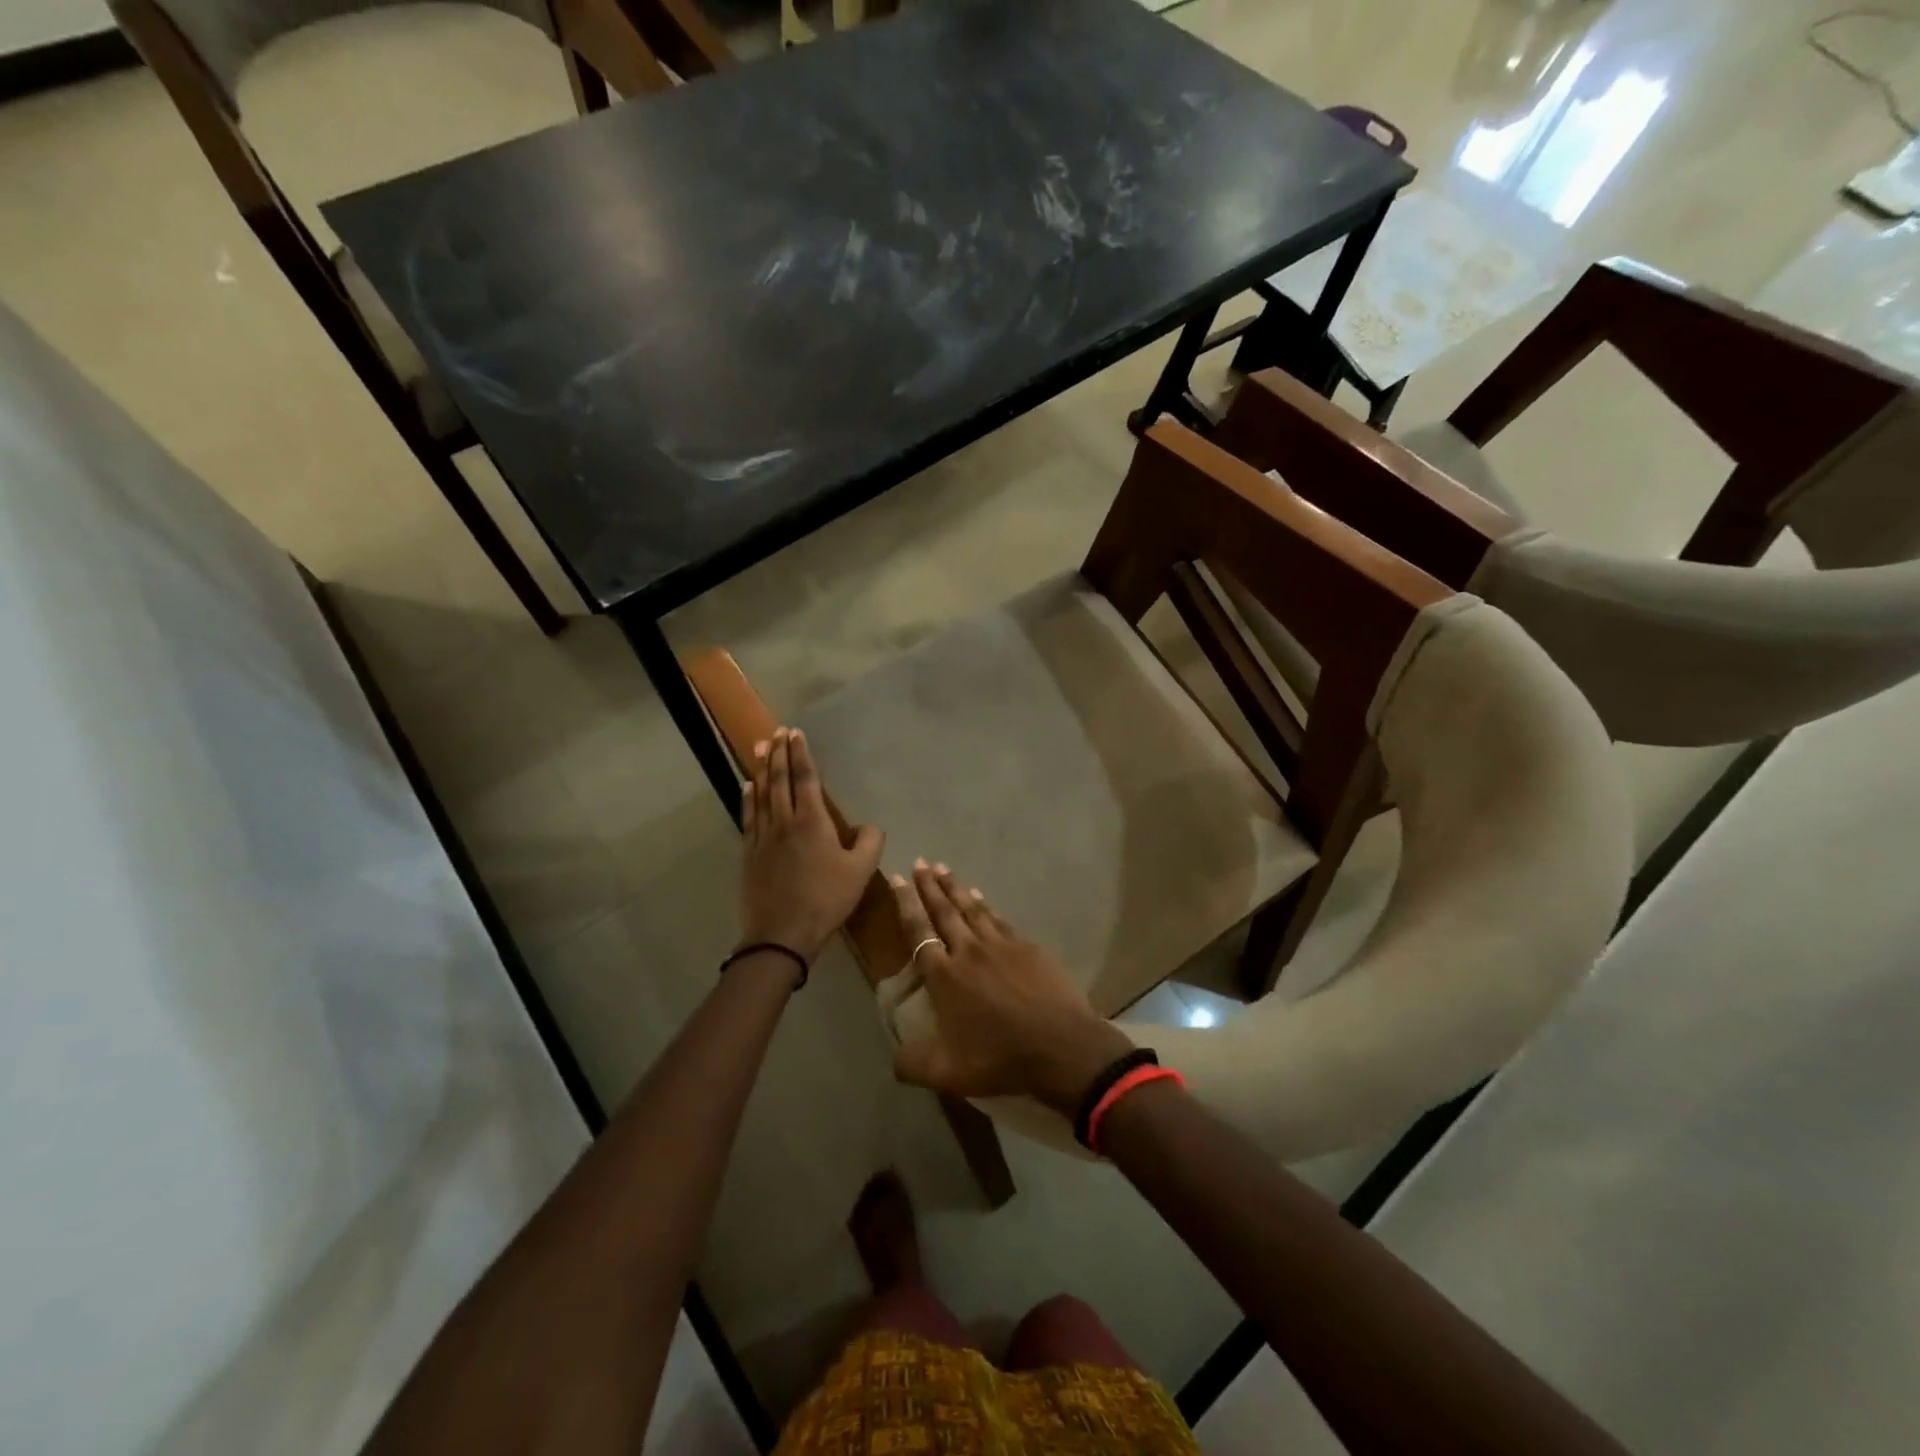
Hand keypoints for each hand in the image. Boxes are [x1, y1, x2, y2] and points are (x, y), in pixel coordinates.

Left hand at [739, 728, 884, 963]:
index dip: (801, 754)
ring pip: (761, 794)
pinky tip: (748, 786)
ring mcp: (763, 837)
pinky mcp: (750, 853)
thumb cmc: (826, 900)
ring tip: (761, 748)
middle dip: (779, 754)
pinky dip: (748, 798)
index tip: (796, 733)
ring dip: (762, 769)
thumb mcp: (861, 872)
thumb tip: (869, 826)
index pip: (805, 779)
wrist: (782, 934)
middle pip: (779, 780)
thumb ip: (870, 842)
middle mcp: (785, 821)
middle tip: (777, 732)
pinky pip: (748, 817)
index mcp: (813, 822)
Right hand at [890, 862, 1133, 1115]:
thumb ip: (912, 1065)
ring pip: (972, 909)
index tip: (896, 878)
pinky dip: (986, 905)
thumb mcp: (947, 1073)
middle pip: (944, 911)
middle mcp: (968, 951)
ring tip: (943, 868)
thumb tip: (893, 1060)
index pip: (918, 931)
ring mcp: (1001, 945)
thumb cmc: (1000, 1058)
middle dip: (929, 886)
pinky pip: (999, 919)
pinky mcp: (1028, 947)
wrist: (1060, 1047)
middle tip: (919, 863)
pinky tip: (981, 897)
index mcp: (944, 977)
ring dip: (955, 888)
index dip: (905, 904)